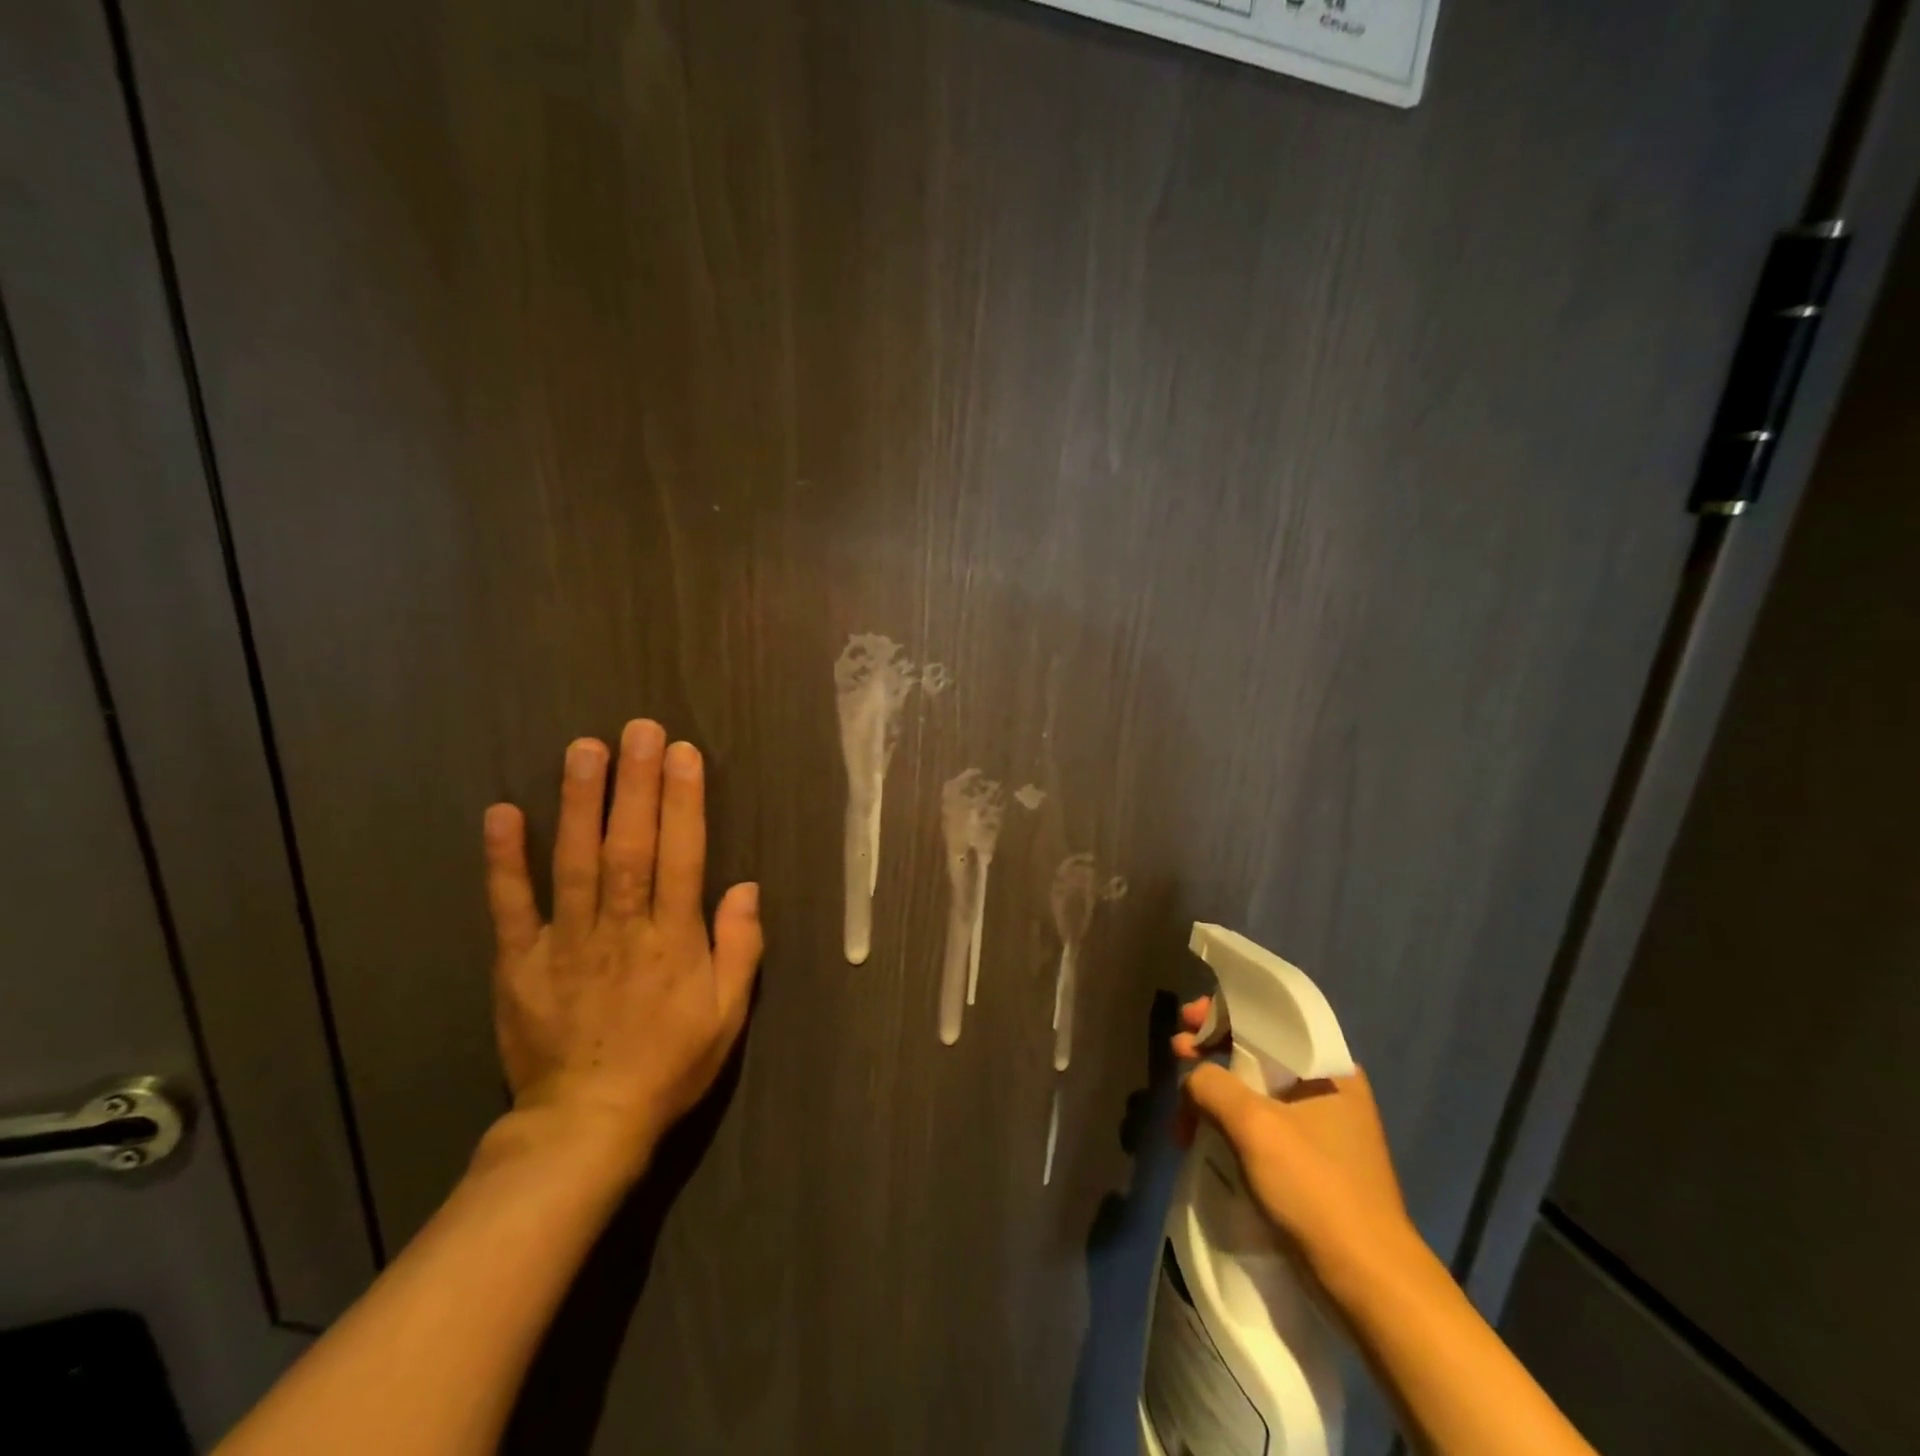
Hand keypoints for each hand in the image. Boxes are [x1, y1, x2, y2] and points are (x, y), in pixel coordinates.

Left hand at [482, 721, 762, 1171]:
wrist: (585, 1124)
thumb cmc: (669, 1064)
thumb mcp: (727, 1015)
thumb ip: (740, 948)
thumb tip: (746, 887)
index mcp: (673, 942)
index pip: (682, 858)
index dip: (684, 803)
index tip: (683, 754)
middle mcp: (621, 930)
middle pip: (630, 846)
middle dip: (635, 785)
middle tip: (637, 730)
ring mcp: (565, 943)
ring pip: (574, 862)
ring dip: (579, 803)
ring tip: (584, 749)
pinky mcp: (518, 962)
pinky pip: (511, 905)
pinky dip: (505, 860)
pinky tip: (503, 813)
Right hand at [1173, 996, 1413, 1280]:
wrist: (1369, 1283)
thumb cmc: (1315, 1189)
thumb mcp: (1254, 1126)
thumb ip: (1211, 1084)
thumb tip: (1193, 1079)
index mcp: (1327, 1068)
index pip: (1267, 1018)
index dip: (1221, 1011)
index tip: (1186, 1020)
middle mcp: (1327, 1089)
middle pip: (1257, 1052)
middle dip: (1211, 1052)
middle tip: (1176, 1054)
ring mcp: (1321, 1129)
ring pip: (1254, 1091)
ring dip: (1214, 1093)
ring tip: (1182, 1111)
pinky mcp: (1310, 1163)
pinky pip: (1260, 1125)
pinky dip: (1229, 1123)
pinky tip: (1203, 1136)